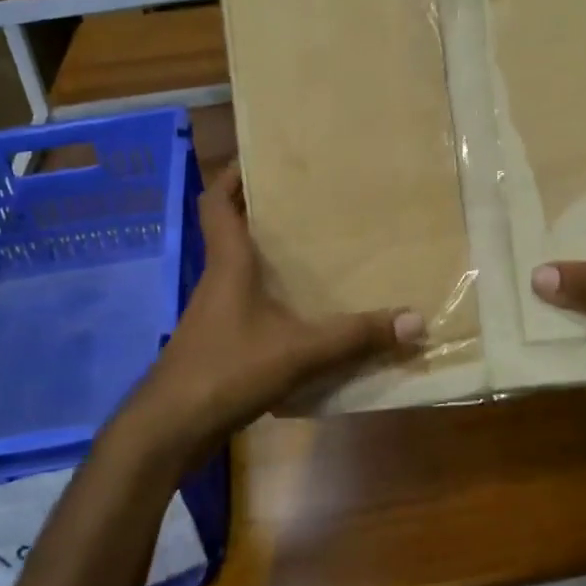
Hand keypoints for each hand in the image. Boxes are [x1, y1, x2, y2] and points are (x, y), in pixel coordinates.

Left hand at [122, 163, 422, 455]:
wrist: (171, 429)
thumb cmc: (227, 370)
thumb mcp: (299, 351)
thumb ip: (355, 336)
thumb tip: (415, 320)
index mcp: (228, 265)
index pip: (216, 203)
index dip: (231, 176)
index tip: (260, 157)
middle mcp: (218, 282)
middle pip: (233, 233)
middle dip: (263, 214)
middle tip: (309, 202)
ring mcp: (215, 316)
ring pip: (242, 273)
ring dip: (270, 261)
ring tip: (316, 253)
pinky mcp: (218, 346)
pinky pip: (248, 310)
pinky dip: (272, 304)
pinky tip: (303, 318)